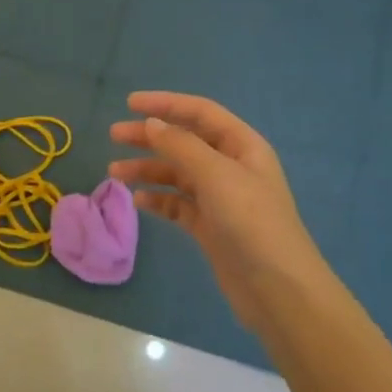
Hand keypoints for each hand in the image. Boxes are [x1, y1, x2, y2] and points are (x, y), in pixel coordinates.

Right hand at [110, 93, 338, 335]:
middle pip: (185, 141)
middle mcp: (231, 166)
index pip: (200, 113)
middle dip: (150, 136)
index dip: (166, 103)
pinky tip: (139, 201)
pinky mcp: (210, 226)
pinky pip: (179, 204)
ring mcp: (221, 198)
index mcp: (242, 145)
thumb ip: (180, 145)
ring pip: (177, 174)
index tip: (129, 103)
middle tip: (114, 135)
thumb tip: (151, 123)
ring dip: (148, 169)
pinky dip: (158, 199)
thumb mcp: (216, 175)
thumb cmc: (251, 222)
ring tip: (115, 173)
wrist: (277, 289)